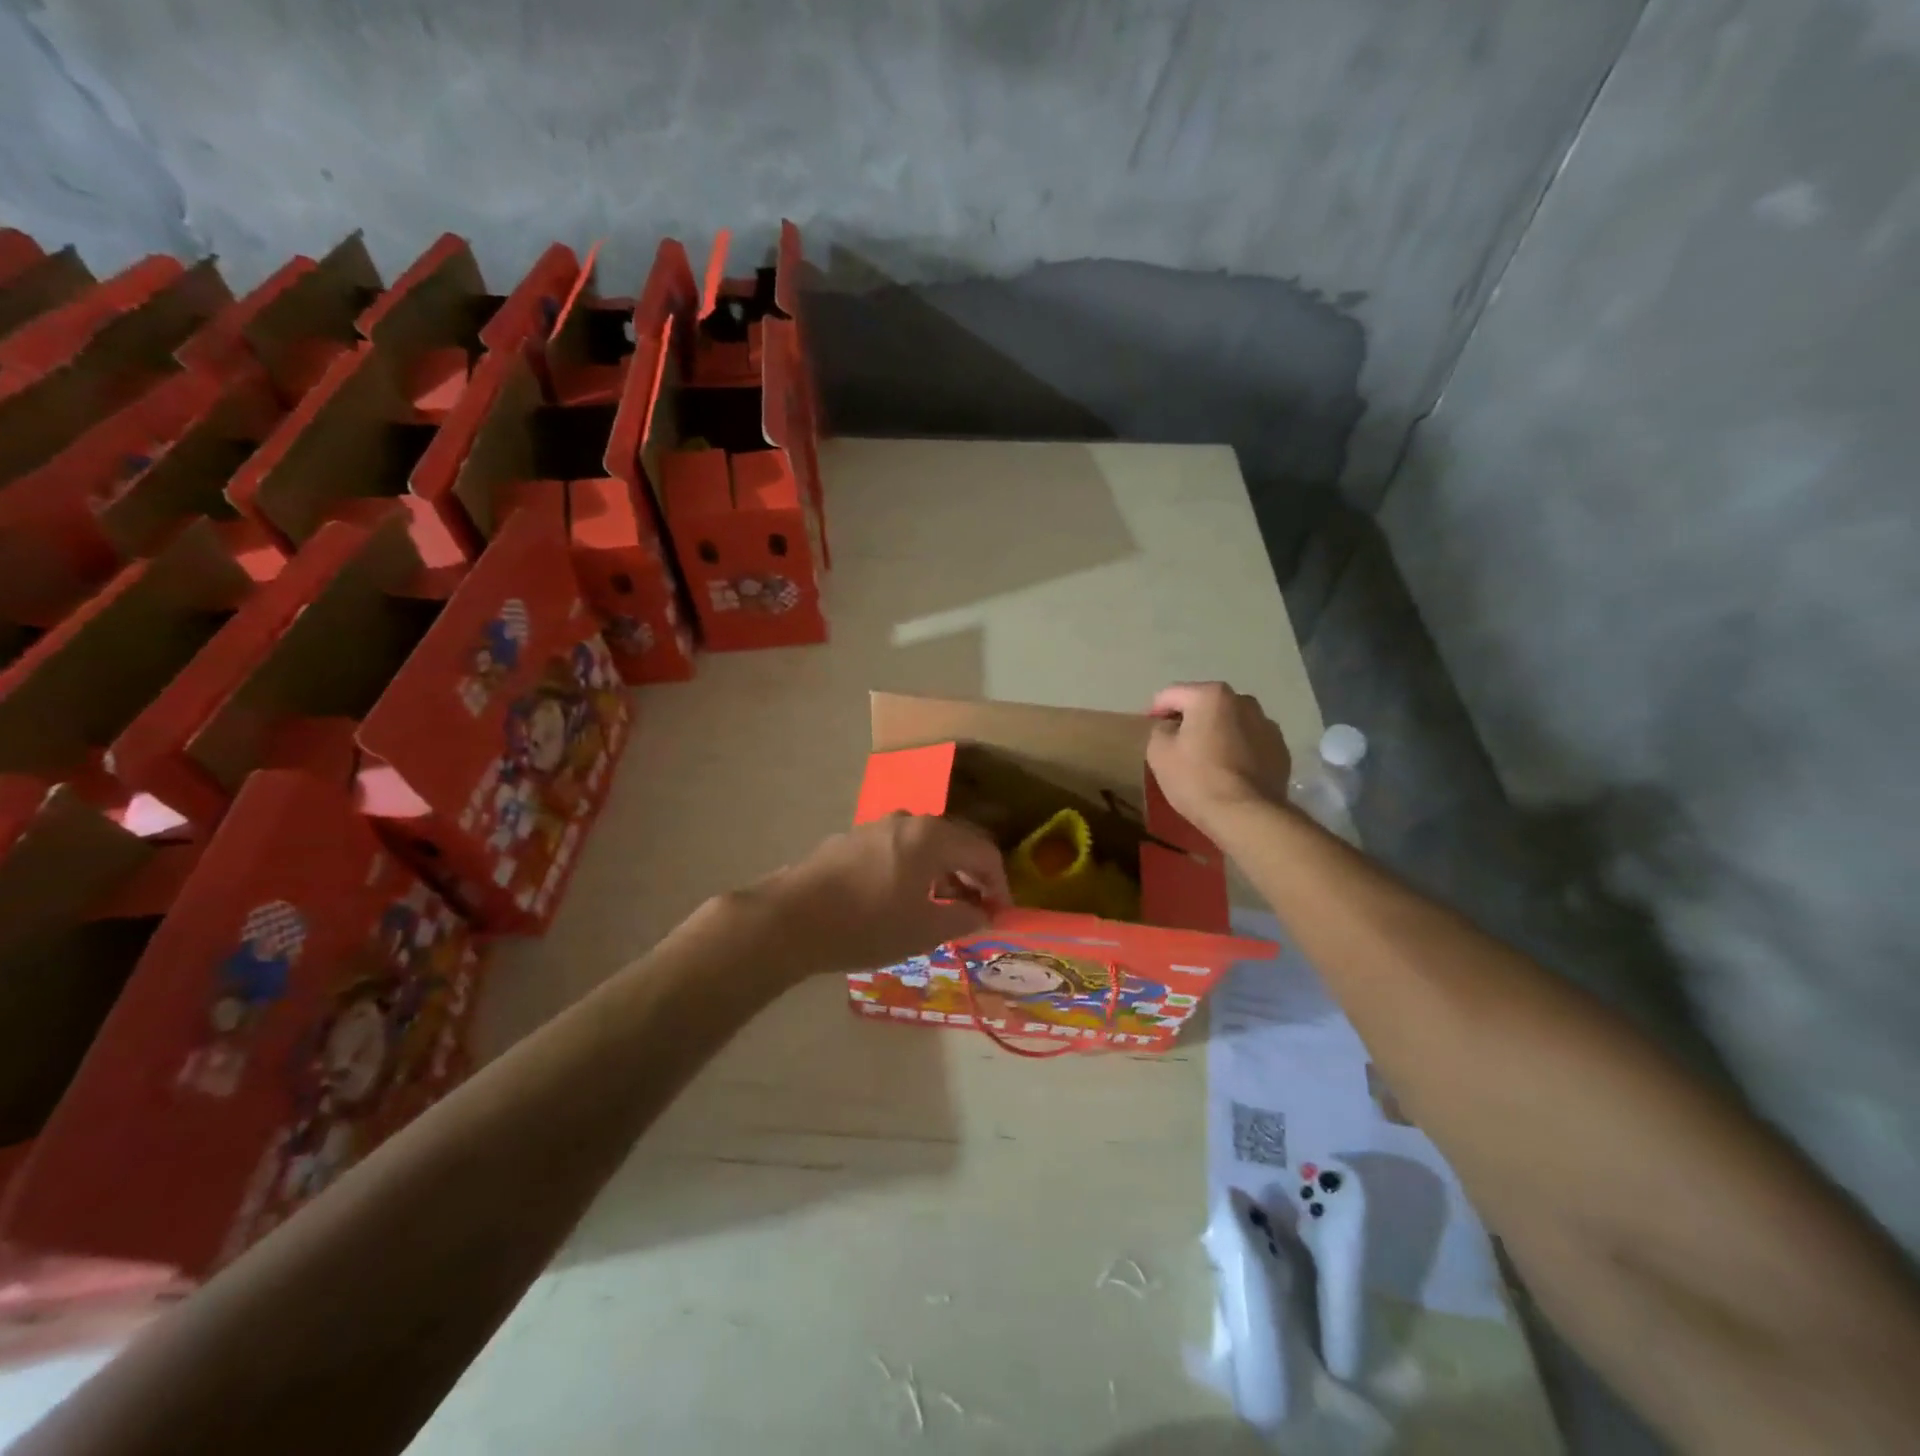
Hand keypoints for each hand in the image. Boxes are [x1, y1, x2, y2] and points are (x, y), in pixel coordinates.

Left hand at [743, 814, 1011, 979]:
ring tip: (941, 908)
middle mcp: (907, 820)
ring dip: (942, 873)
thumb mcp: (924, 930)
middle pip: (955, 842)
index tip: (1001, 914)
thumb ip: (963, 919)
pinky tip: (903, 899)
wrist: (790, 919)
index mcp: (932, 835)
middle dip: (972, 875)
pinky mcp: (852, 840)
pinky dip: (914, 870)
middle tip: (977, 910)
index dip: (999, 883)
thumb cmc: (867, 923)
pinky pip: (898, 849)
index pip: (983, 851)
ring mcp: (876, 826)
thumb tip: (983, 914)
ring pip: (924, 845)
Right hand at [1146, 681, 1292, 842]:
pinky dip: (1237, 750)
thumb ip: (1160, 729)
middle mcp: (1244, 701)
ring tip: (1206, 759)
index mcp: (1211, 695)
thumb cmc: (1196, 779)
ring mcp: (1267, 725)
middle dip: (1190, 719)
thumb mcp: (1158, 752)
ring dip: (1217, 733)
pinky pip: (1250, 743)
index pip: (1172, 694)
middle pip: (1206, 705)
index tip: (1148, 728)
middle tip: (1176, 743)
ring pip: (1231, 723)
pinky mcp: (1281, 751)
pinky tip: (1229, 772)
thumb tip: (1171, 728)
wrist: (1247, 816)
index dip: (1155, 710)